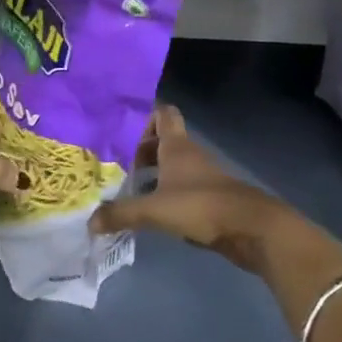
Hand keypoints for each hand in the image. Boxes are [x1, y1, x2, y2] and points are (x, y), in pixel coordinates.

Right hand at [88, 105, 302, 273]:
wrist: (251, 229)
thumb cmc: (201, 206)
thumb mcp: (155, 210)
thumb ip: (121, 213)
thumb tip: (90, 222)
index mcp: (177, 146)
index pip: (163, 113)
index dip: (143, 117)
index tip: (121, 131)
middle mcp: (188, 155)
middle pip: (162, 141)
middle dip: (139, 150)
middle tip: (115, 166)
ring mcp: (200, 176)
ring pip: (170, 165)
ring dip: (151, 174)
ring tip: (126, 189)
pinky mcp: (208, 199)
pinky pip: (179, 187)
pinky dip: (164, 193)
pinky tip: (150, 211)